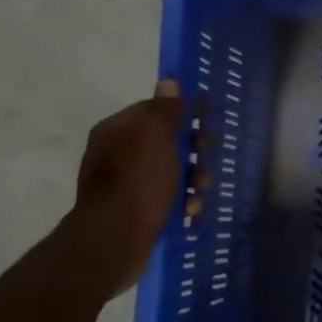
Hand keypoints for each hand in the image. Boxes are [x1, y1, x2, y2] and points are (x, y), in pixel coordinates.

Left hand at [69, 80, 200, 294]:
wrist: (115, 239)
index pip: (154, 111)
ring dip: (192, 179)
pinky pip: (165, 198)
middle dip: (192, 151)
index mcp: (116, 130)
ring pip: (170, 172)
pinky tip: (189, 211)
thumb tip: (169, 83)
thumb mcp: (156, 135)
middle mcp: (116, 154)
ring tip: (199, 193)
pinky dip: (180, 202)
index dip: (183, 116)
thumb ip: (165, 109)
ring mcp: (123, 184)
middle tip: (205, 159)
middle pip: (165, 142)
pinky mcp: (133, 211)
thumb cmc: (139, 180)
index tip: (206, 125)